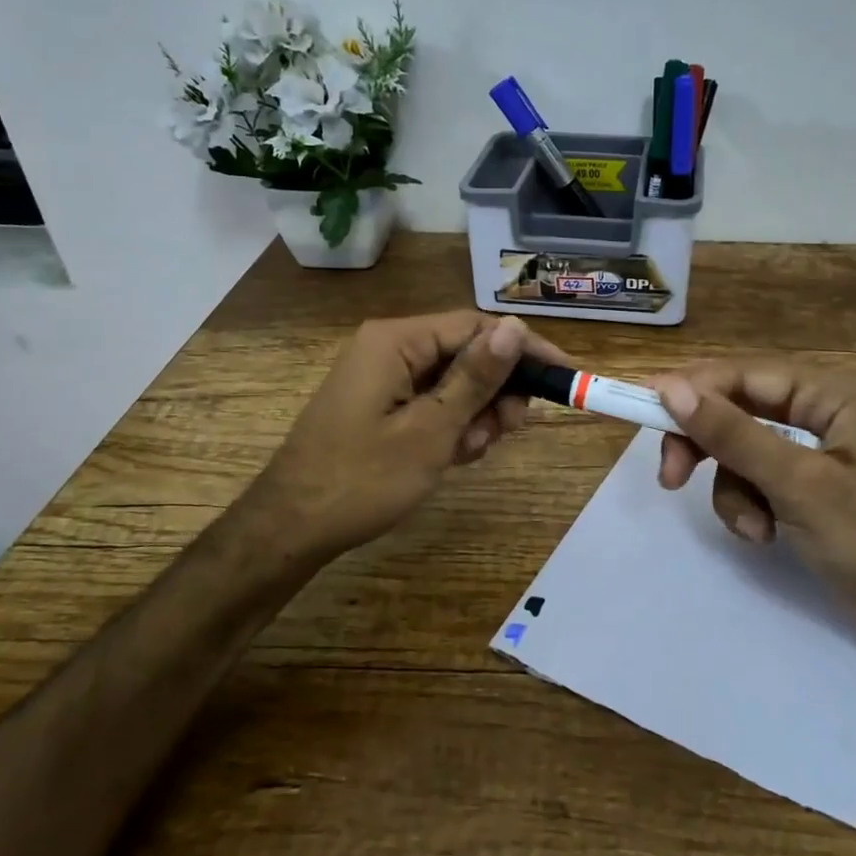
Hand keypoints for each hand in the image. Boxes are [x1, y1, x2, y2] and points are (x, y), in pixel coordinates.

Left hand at [247, 311, 566, 561]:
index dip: (523, 350)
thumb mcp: (431, 429)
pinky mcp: (380, 404)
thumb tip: (515, 327)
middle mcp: (389, 348)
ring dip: (474, 415)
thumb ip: (476, 377)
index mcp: (396, 340)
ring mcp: (382, 377)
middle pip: (466, 354)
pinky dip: (450, 427)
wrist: (292, 528)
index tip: (563, 377)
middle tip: (508, 430)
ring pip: (453, 382)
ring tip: (469, 452)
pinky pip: (431, 402)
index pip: (477, 327)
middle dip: (495, 392)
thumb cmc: (363, 479)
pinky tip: (452, 457)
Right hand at [651, 361, 855, 658]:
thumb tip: (669, 389)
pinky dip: (747, 507)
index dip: (692, 389)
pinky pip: (751, 480)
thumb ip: (733, 435)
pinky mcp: (802, 486)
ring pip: (737, 450)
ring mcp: (810, 451)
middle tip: (670, 477)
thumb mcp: (798, 486)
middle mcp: (818, 412)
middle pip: (735, 409)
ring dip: (732, 490)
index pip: (744, 375)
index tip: (645, 412)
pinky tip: (765, 535)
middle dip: (706, 446)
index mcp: (830, 395)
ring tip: (753, 528)